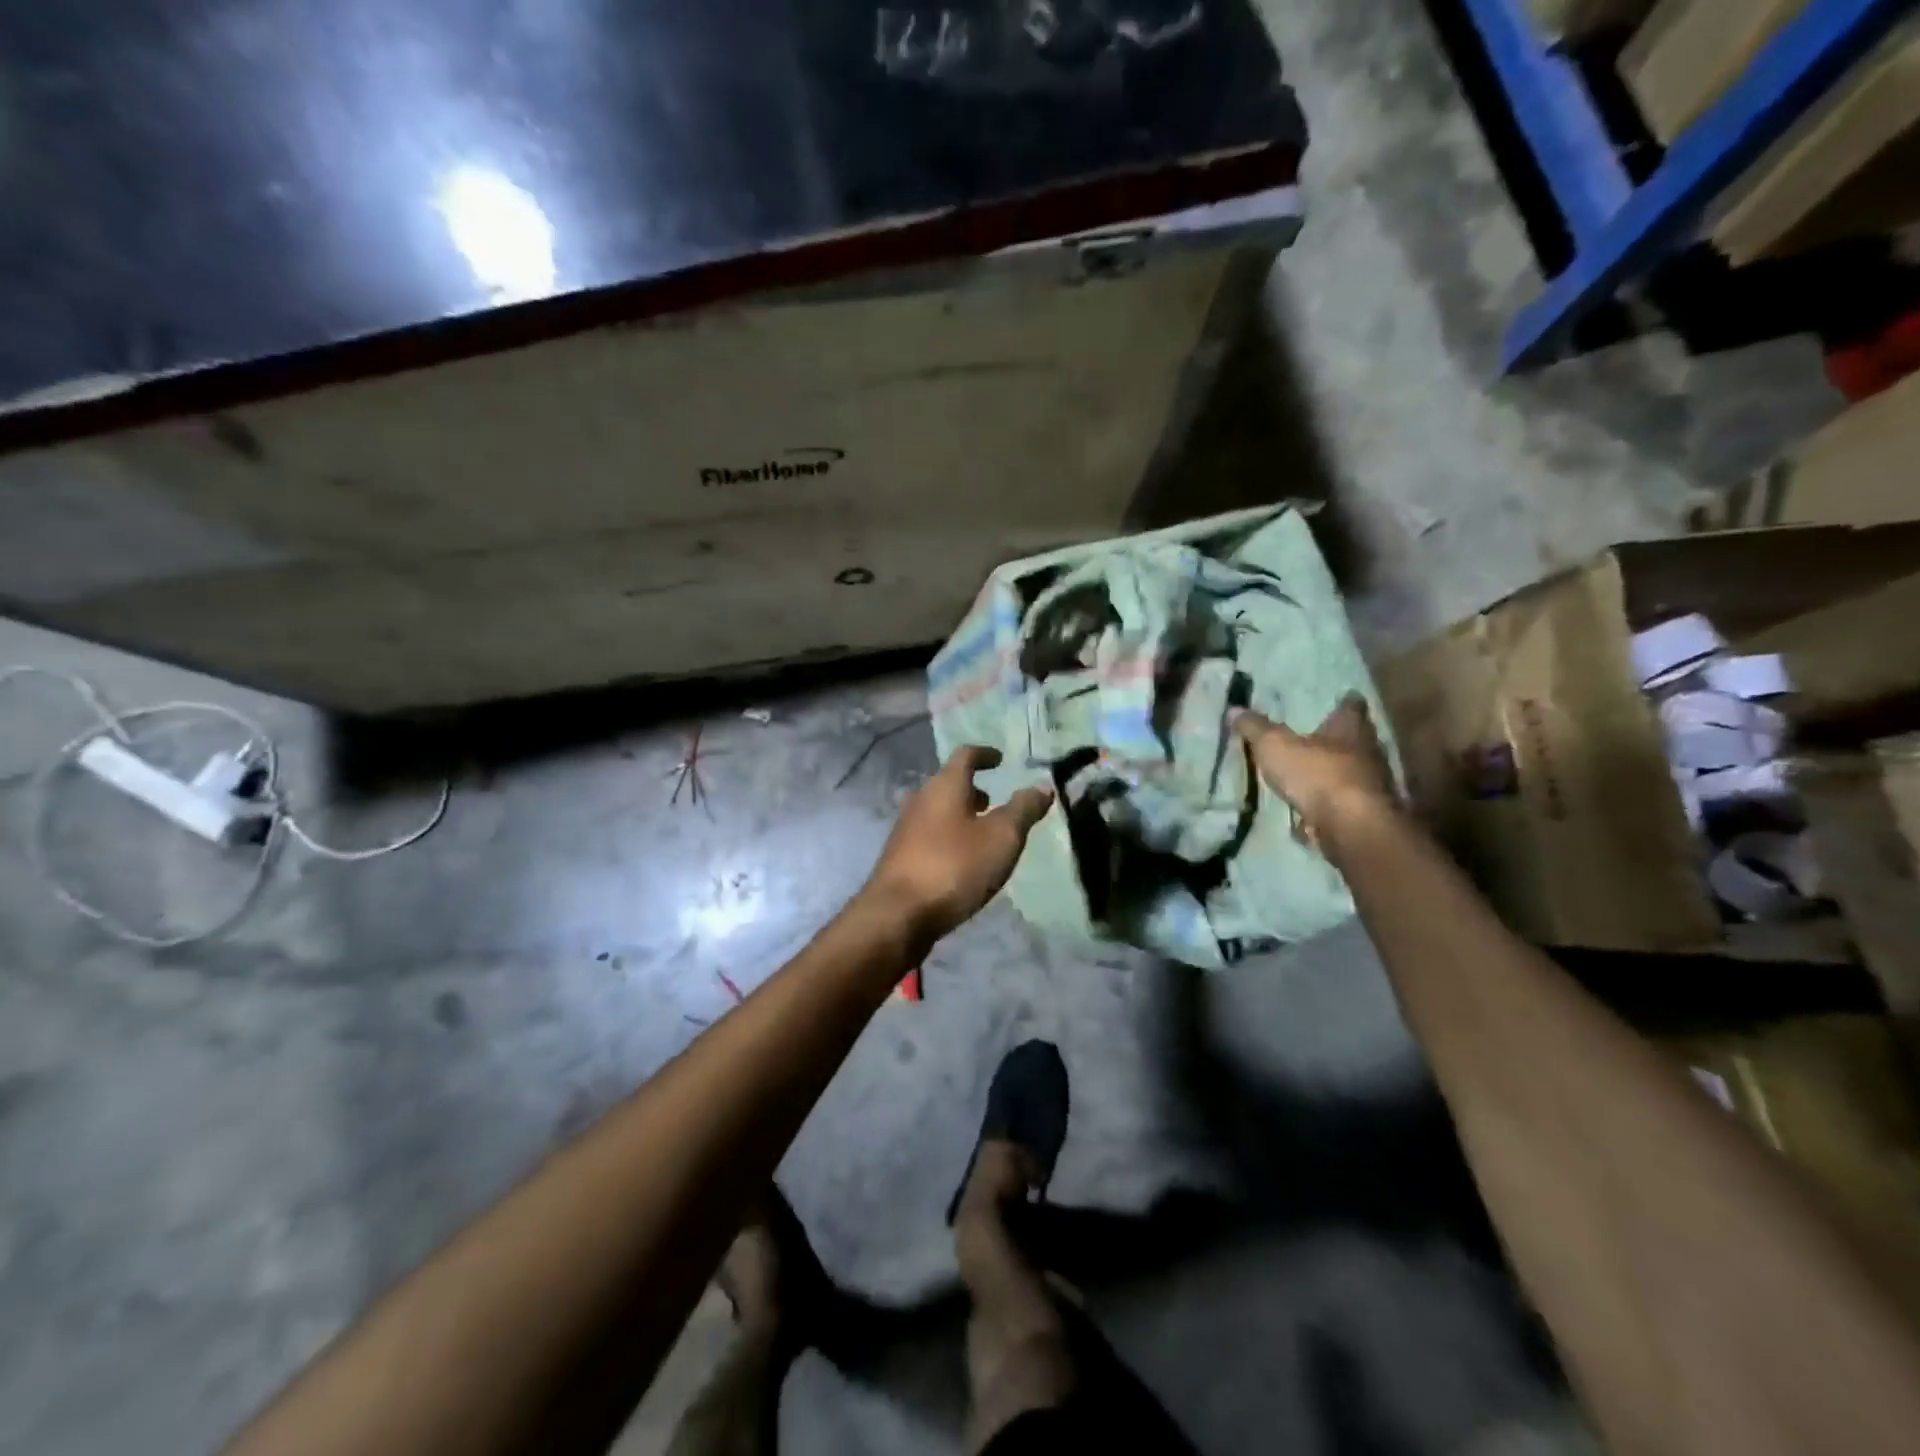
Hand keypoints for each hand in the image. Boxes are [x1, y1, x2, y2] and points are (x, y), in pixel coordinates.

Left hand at [859, 746, 1053, 944]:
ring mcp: (905, 829)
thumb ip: (1023, 809)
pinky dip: (948, 836)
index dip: (985, 754)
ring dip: (959, 814)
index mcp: (944, 786)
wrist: (898, 915)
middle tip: (993, 801)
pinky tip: (960, 859)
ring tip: (981, 832)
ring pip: (937, 810)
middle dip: (972, 789)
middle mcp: (920, 799)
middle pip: (947, 783)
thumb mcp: (1002, 837)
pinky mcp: (900, 857)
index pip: (965, 755)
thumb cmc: (954, 867)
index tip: (1000, 760)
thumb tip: (1041, 786)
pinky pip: (929, 835)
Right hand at [1232, 694, 1396, 846]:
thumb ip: (1255, 728)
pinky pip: (1345, 804)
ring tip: (1309, 777)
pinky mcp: (1367, 815)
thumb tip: (1235, 708)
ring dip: (1334, 775)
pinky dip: (1330, 806)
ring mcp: (1373, 786)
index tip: (1340, 699)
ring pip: (1353, 773)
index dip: (1344, 703)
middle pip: (1357, 740)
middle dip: (1338, 740)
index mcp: (1350, 728)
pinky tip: (1311, 813)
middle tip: (1316, 738)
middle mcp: (1369, 752)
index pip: (1352, 706)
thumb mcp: (1275, 746)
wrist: (1352, 828)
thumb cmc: (1316, 775)